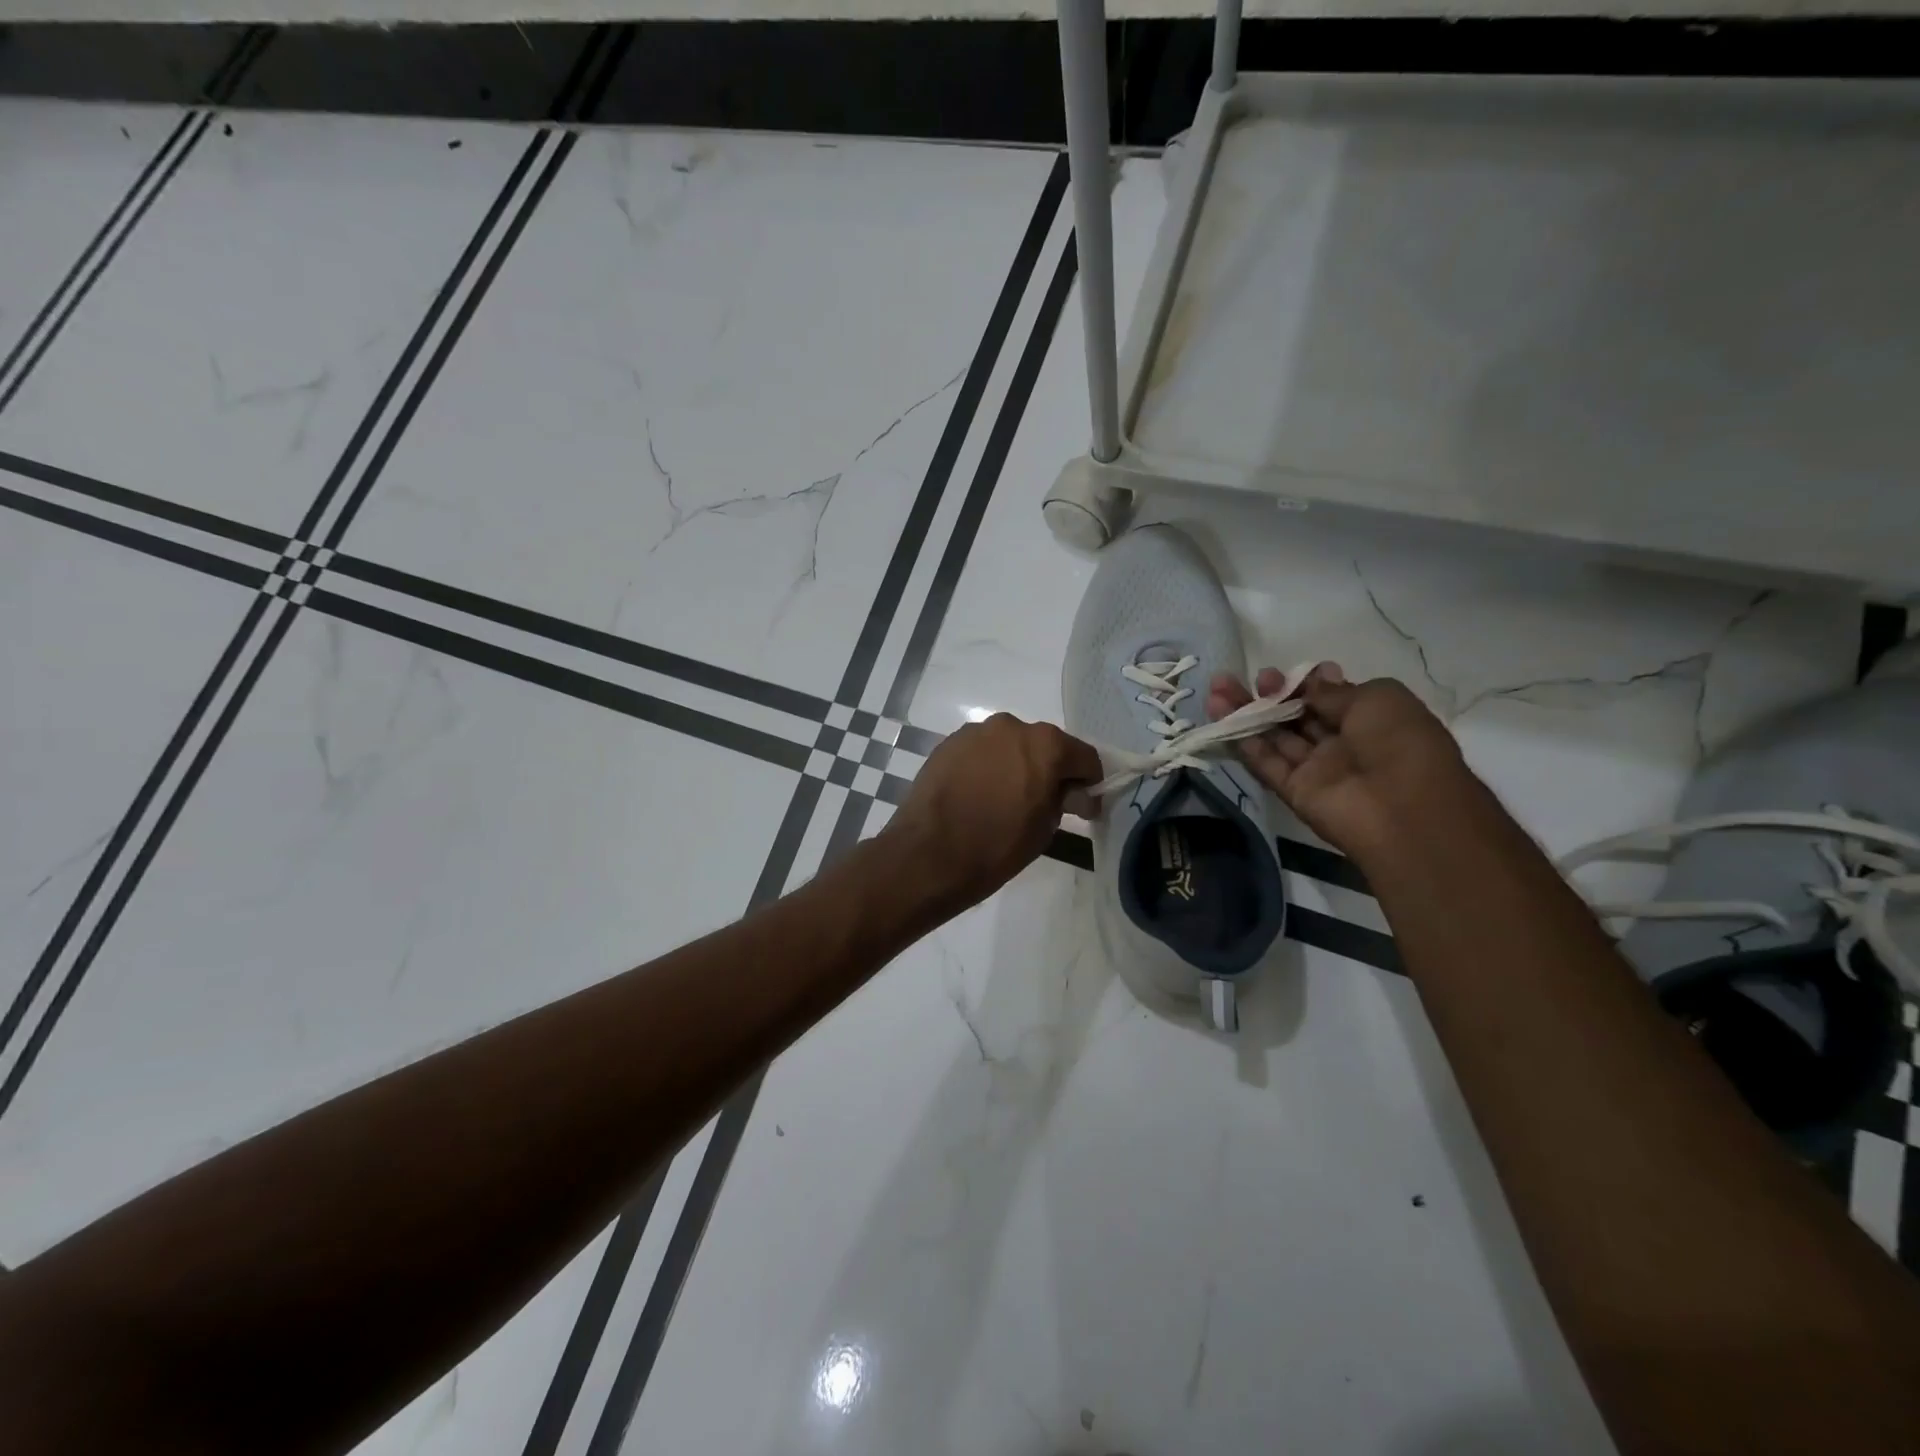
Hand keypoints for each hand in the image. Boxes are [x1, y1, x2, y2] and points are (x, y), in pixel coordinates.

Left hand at [882, 713, 1102, 916]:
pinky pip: (981, 752)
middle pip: (1045, 745)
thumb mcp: (1045, 829)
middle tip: (1045, 802)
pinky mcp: (948, 743)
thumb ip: (1064, 801)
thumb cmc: (997, 846)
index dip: (1089, 782)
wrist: (928, 854)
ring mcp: (976, 732)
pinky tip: (979, 794)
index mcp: (1046, 744)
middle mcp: (1012, 726)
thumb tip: (1071, 793)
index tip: (1083, 806)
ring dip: (1016, 765)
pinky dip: (987, 767)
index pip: (1084, 756)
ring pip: (1009, 746)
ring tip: (1006, 799)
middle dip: (1050, 770)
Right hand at [1207, 664, 1472, 862]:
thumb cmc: (1400, 742)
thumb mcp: (1376, 698)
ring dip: (1246, 714)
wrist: (1404, 809)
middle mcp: (1342, 744)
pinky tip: (1223, 721)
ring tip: (1216, 691)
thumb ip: (1334, 691)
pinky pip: (1267, 766)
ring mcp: (1317, 770)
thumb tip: (1314, 679)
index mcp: (1369, 719)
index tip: (1278, 673)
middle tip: (1239, 679)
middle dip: (1267, 695)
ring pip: (1274, 738)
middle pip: (1295, 716)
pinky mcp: (1296, 793)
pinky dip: (1245, 745)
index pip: (1325, 698)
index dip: (1300, 684)